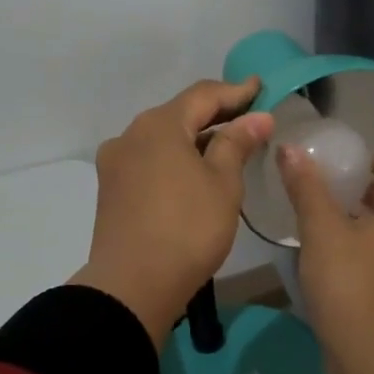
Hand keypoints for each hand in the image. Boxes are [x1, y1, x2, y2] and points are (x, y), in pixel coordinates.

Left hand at [71, 79, 273, 348]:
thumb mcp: (223, 183)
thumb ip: (237, 143)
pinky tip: (194, 173)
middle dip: (215, 114)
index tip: (261, 87)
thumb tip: (257, 116)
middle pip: (179, 114)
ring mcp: (116, 163)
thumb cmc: (188, 228)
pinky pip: (150, 161)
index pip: (203, 95)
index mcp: (159, 125)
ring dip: (194, 138)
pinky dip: (176, 159)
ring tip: (226, 147)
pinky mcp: (112, 189)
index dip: (236, 91)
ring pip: (163, 139)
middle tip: (249, 117)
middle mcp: (131, 135)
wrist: (133, 286)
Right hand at [278, 147, 373, 373]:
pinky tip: (342, 258)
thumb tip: (290, 149)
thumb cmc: (349, 280)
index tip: (349, 162)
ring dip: (371, 222)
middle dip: (370, 192)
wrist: (371, 354)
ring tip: (332, 223)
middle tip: (334, 191)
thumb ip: (307, 187)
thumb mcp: (322, 229)